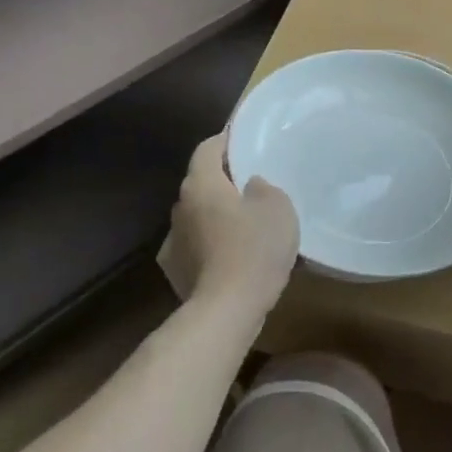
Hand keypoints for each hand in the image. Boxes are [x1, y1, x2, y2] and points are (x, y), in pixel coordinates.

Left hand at [163, 134, 299, 315]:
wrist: (226, 311)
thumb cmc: (254, 248)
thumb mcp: (277, 207)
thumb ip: (264, 188)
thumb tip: (250, 187)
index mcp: (201, 184)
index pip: (207, 149)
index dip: (225, 140)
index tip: (244, 140)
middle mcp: (180, 208)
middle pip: (201, 183)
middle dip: (223, 181)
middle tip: (252, 184)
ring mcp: (173, 243)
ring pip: (198, 217)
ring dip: (216, 216)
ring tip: (245, 224)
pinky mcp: (176, 273)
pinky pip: (197, 247)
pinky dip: (212, 246)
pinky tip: (233, 257)